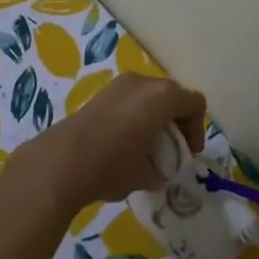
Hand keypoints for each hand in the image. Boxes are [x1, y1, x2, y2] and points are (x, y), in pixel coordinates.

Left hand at [17, 74, 204, 215]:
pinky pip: (129, 98)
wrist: (61, 162)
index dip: (196, 128)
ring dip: (154, 115)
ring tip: (146, 145)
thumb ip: (160, 170)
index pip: (194, 103)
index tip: (188, 153)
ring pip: (149, 95)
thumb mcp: (146, 175)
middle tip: (171, 148)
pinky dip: (135, 114)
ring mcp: (119, 84)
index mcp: (163, 97)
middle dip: (176, 120)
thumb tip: (157, 172)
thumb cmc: (112, 166)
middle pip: (172, 94)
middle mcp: (143, 82)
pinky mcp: (100, 93)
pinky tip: (123, 140)